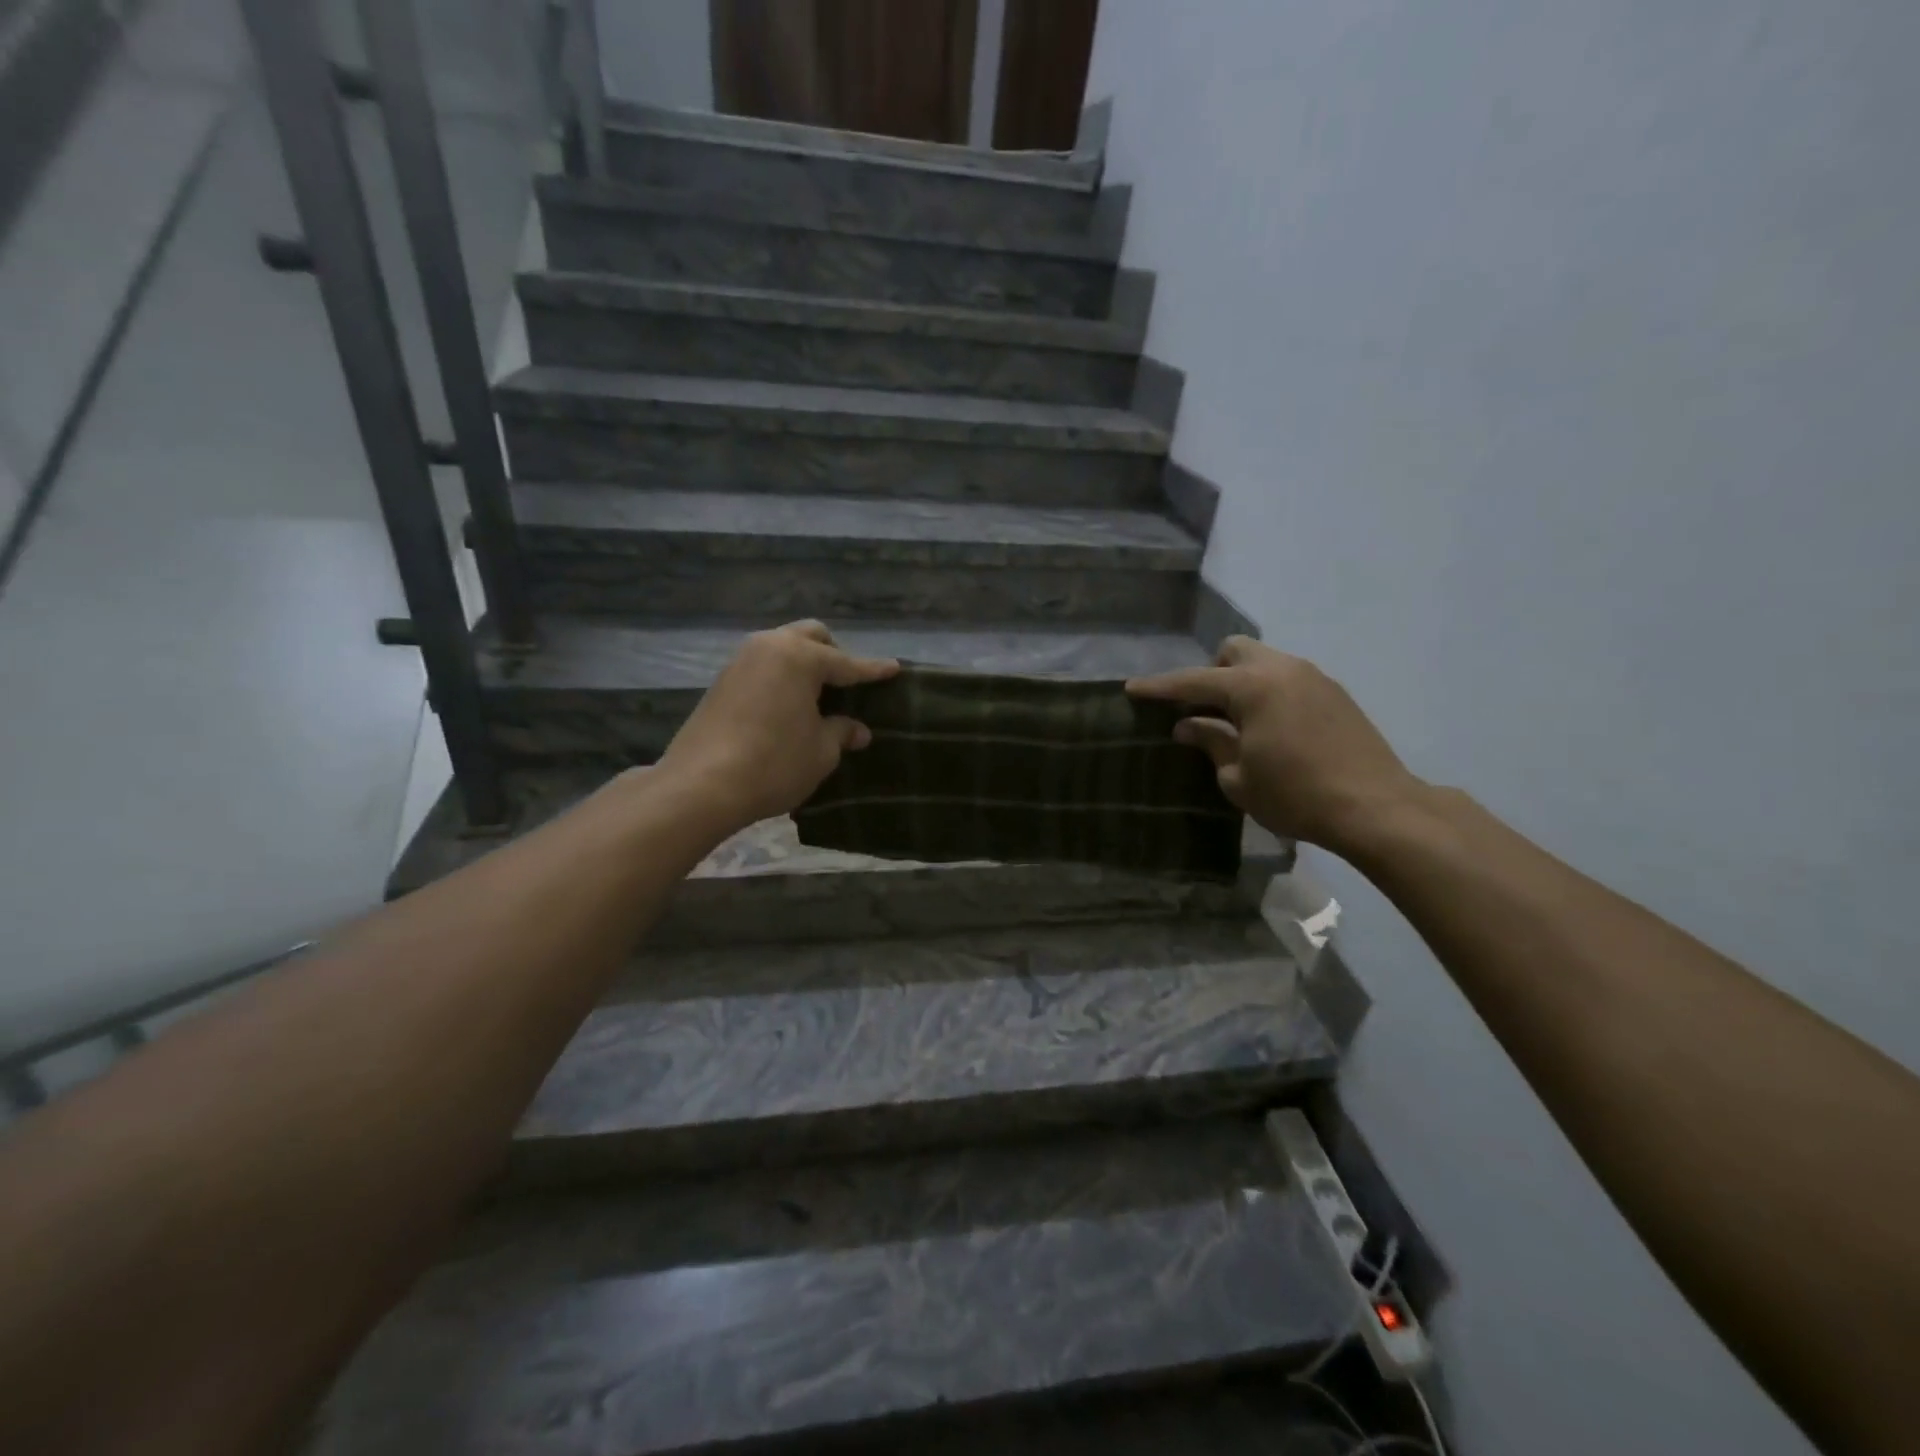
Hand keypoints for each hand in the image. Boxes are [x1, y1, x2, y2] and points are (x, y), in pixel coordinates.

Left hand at [656, 620, 898, 834]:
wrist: (701, 786)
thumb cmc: (774, 763)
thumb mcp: (821, 751)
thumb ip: (842, 732)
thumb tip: (857, 729)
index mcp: (800, 657)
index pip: (848, 663)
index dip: (873, 670)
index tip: (894, 668)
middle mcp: (770, 647)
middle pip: (811, 637)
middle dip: (834, 655)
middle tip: (847, 685)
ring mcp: (741, 661)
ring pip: (783, 648)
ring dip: (804, 665)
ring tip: (817, 697)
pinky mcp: (722, 682)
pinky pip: (763, 668)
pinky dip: (782, 678)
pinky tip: (788, 706)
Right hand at [1127, 637, 1424, 854]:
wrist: (1376, 808)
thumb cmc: (1296, 795)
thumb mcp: (1239, 777)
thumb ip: (1211, 742)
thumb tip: (1188, 727)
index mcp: (1253, 686)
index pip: (1193, 681)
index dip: (1159, 687)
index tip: (1132, 688)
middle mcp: (1283, 669)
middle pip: (1234, 650)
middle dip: (1210, 673)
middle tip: (1201, 710)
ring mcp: (1314, 678)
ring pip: (1264, 662)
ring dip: (1241, 683)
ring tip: (1236, 723)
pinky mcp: (1335, 694)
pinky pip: (1288, 679)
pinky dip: (1268, 694)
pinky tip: (1271, 729)